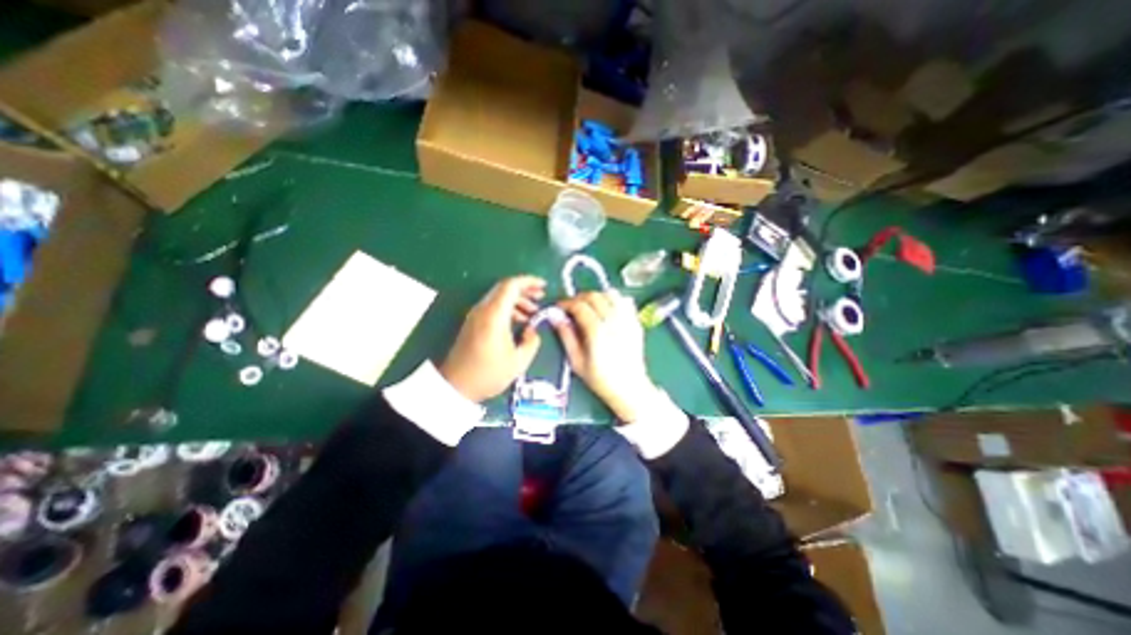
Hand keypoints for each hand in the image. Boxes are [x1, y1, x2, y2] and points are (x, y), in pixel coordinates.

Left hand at [435, 273, 547, 401]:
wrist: (455, 385)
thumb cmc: (488, 374)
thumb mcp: (518, 362)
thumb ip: (532, 342)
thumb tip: (532, 331)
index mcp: (494, 315)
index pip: (511, 285)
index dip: (529, 281)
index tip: (543, 285)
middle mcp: (483, 310)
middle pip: (505, 288)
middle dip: (525, 289)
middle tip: (541, 296)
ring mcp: (476, 315)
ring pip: (499, 297)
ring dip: (518, 300)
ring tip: (533, 312)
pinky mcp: (473, 322)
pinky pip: (493, 307)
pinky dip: (508, 308)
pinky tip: (519, 321)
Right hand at [557, 291, 659, 422]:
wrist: (630, 388)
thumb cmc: (600, 379)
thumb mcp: (577, 361)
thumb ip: (566, 336)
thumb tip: (555, 317)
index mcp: (597, 331)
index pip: (579, 306)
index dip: (566, 303)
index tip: (558, 308)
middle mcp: (614, 321)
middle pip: (594, 296)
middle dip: (579, 298)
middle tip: (571, 308)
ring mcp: (627, 320)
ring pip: (610, 294)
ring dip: (596, 297)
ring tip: (589, 308)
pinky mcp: (636, 322)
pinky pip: (624, 301)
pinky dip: (613, 300)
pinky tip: (606, 311)